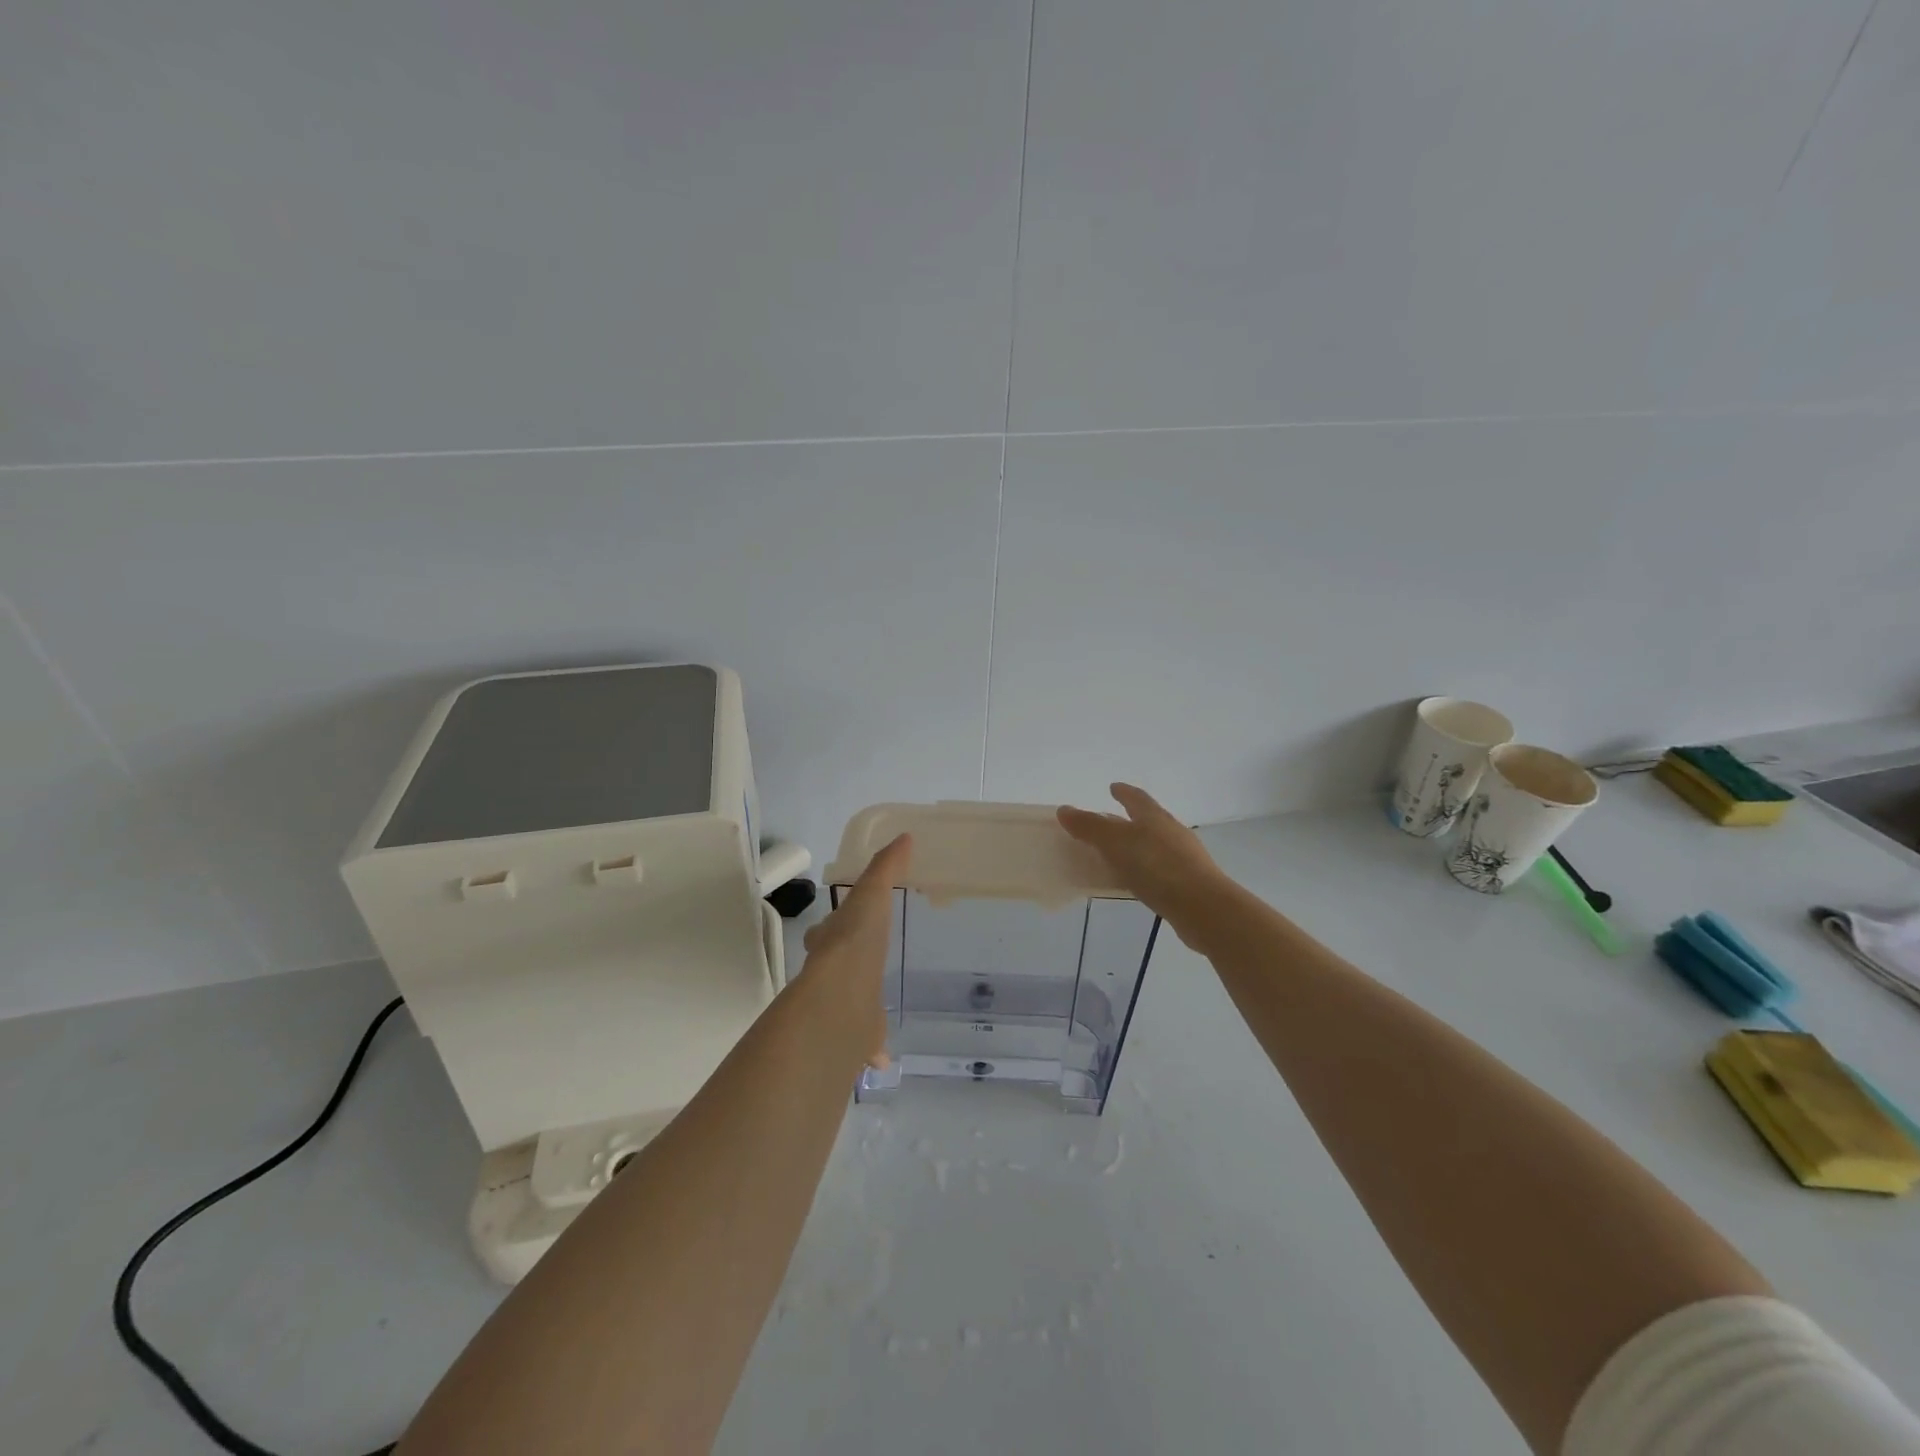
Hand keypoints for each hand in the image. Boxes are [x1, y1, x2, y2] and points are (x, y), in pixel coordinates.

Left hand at [800, 833, 909, 1068]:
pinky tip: (883, 1057)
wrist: (839, 996)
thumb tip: (905, 838)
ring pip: (849, 1007)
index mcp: (834, 943)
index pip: (829, 932)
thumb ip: (886, 868)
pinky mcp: (855, 1038)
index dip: (834, 929)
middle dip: (845, 967)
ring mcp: (842, 1009)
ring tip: (872, 1012)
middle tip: (861, 967)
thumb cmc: (856, 940)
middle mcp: (831, 975)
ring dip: (857, 1009)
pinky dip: (872, 1049)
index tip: (845, 929)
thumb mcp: (873, 895)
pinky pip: (864, 1042)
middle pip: (835, 969)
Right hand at [1057, 784, 1227, 934]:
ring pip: (1155, 845)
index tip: (1113, 787)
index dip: (1124, 792)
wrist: (1202, 907)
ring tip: (1118, 853)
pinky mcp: (1188, 884)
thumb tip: (1064, 809)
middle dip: (1130, 819)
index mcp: (1155, 817)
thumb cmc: (1157, 867)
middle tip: (1110, 821)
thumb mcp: (1116, 843)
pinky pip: (1159, 870)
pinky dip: (1144, 869)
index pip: (1137, 798)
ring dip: (1137, 846)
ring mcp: (1184, 858)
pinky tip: (1135, 881)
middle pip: (1149, 820)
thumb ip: (1090, 827)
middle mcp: (1172, 832)